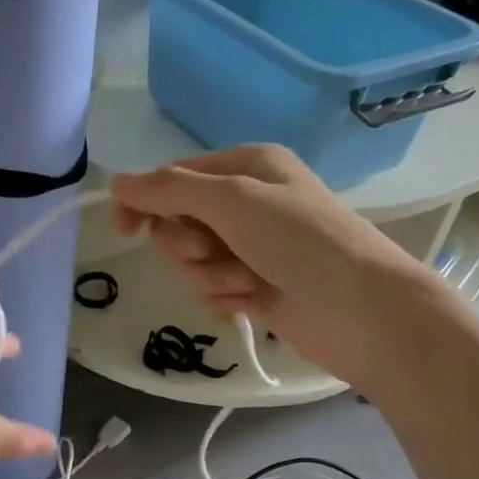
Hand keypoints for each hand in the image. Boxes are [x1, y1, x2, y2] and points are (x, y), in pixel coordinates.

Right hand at [110, 144, 443, 381]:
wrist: (362, 311)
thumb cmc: (301, 241)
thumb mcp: (232, 200)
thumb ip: (169, 190)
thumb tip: (116, 182)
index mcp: (246, 166)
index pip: (173, 178)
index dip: (146, 202)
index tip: (125, 231)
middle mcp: (247, 202)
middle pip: (178, 223)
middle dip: (189, 245)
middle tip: (216, 251)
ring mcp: (250, 247)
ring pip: (191, 261)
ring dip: (211, 274)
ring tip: (247, 280)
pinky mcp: (254, 286)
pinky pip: (210, 288)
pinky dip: (225, 296)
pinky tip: (254, 301)